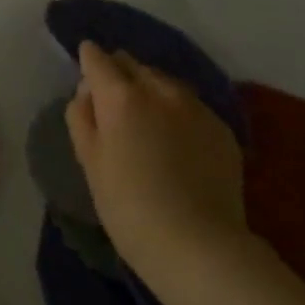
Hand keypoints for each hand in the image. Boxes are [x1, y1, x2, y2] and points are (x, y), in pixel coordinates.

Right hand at [64, 41, 248, 276]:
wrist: (197, 245)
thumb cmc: (127, 205)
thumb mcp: (89, 161)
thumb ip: (82, 117)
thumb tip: (87, 92)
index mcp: (120, 96)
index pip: (98, 59)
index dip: (88, 59)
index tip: (85, 65)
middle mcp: (160, 91)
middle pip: (134, 65)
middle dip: (119, 72)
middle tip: (110, 98)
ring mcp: (196, 108)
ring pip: (165, 82)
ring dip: (149, 89)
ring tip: (144, 116)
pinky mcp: (222, 129)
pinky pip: (191, 106)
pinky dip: (176, 111)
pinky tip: (174, 139)